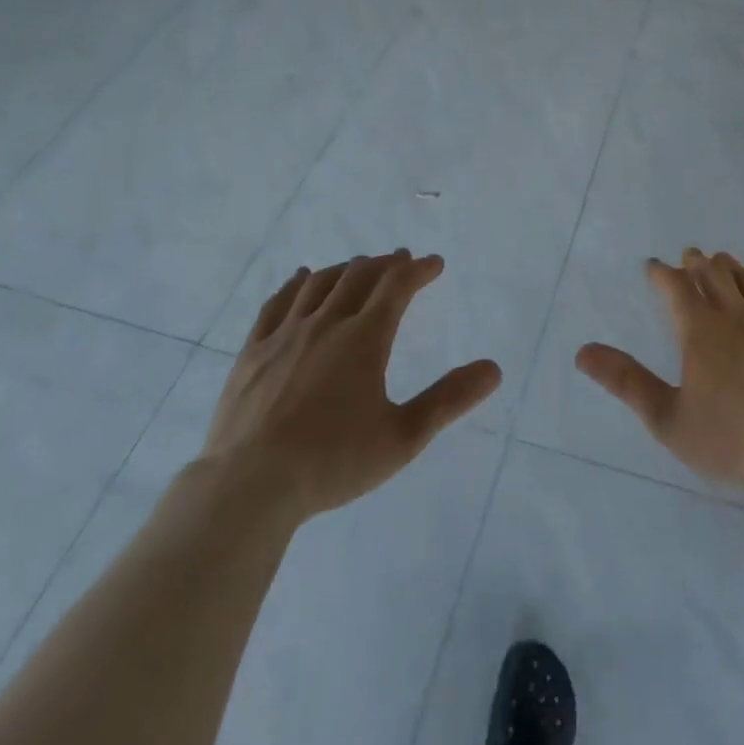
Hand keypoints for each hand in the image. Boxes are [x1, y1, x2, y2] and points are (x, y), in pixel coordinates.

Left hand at [200, 252, 501, 522]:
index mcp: (364, 338)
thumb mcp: (403, 437)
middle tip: (401, 259)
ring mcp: (285, 334)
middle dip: (385, 264)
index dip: (419, 270)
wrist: (249, 485)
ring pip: (320, 283)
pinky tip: (301, 279)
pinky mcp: (253, 350)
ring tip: (360, 266)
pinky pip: (277, 303)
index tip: (435, 263)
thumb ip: (450, 399)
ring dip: (346, 268)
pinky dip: (296, 284)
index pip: (397, 287)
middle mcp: (326, 323)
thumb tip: (494, 369)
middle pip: (359, 277)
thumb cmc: (333, 462)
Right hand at [576, 249, 743, 505]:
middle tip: (689, 255)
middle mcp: (736, 316)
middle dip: (697, 263)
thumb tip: (583, 352)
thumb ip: (627, 382)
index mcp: (701, 331)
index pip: (676, 288)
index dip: (661, 274)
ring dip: (730, 267)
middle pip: (714, 276)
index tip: (652, 266)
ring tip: (722, 261)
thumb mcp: (668, 418)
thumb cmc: (731, 438)